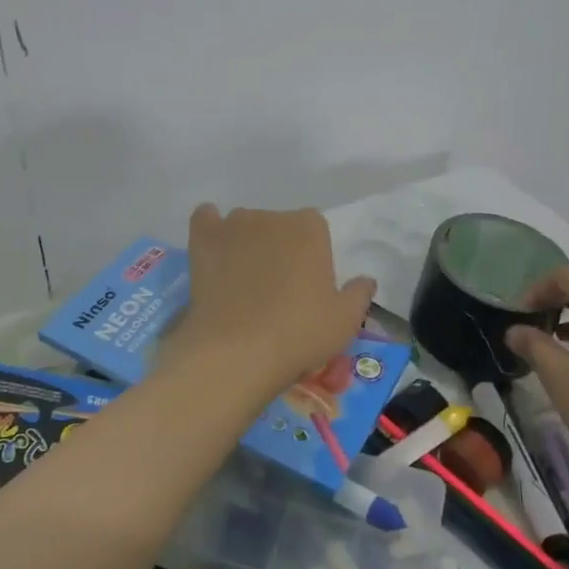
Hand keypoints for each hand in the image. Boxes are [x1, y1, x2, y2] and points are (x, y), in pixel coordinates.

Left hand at [170, 204, 376, 399]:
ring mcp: (233, 225)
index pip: (314, 230)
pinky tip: (212, 251)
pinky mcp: (202, 240)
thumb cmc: (299, 334)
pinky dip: (209, 229)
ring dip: (246, 243)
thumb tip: (365, 280)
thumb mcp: (345, 321)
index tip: (307, 287)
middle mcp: (271, 216)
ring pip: (243, 226)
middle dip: (279, 249)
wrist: (237, 352)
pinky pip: (205, 219)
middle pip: (278, 226)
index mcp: (310, 228)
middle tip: (275, 289)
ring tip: (241, 281)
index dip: (311, 257)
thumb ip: (359, 294)